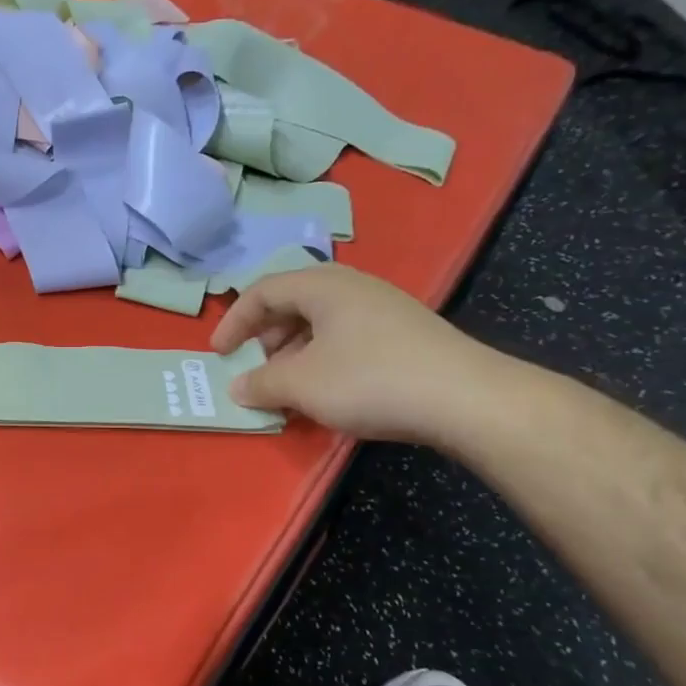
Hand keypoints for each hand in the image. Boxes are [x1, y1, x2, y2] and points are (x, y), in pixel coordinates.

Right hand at [211, 263, 508, 443]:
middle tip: (256, 371)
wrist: (467, 399)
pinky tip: (328, 393)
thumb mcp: (301, 384)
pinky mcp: (405, 335)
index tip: (218, 354)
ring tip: (289, 389)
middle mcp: (352, 287)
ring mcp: (383, 309)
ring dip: (294, 355)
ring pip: (320, 324)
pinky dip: (323, 361)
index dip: (233, 322)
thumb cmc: (370, 380)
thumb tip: (238, 387)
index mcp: (322, 285)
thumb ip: (260, 383)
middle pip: (292, 304)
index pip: (262, 291)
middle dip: (265, 339)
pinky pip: (347, 339)